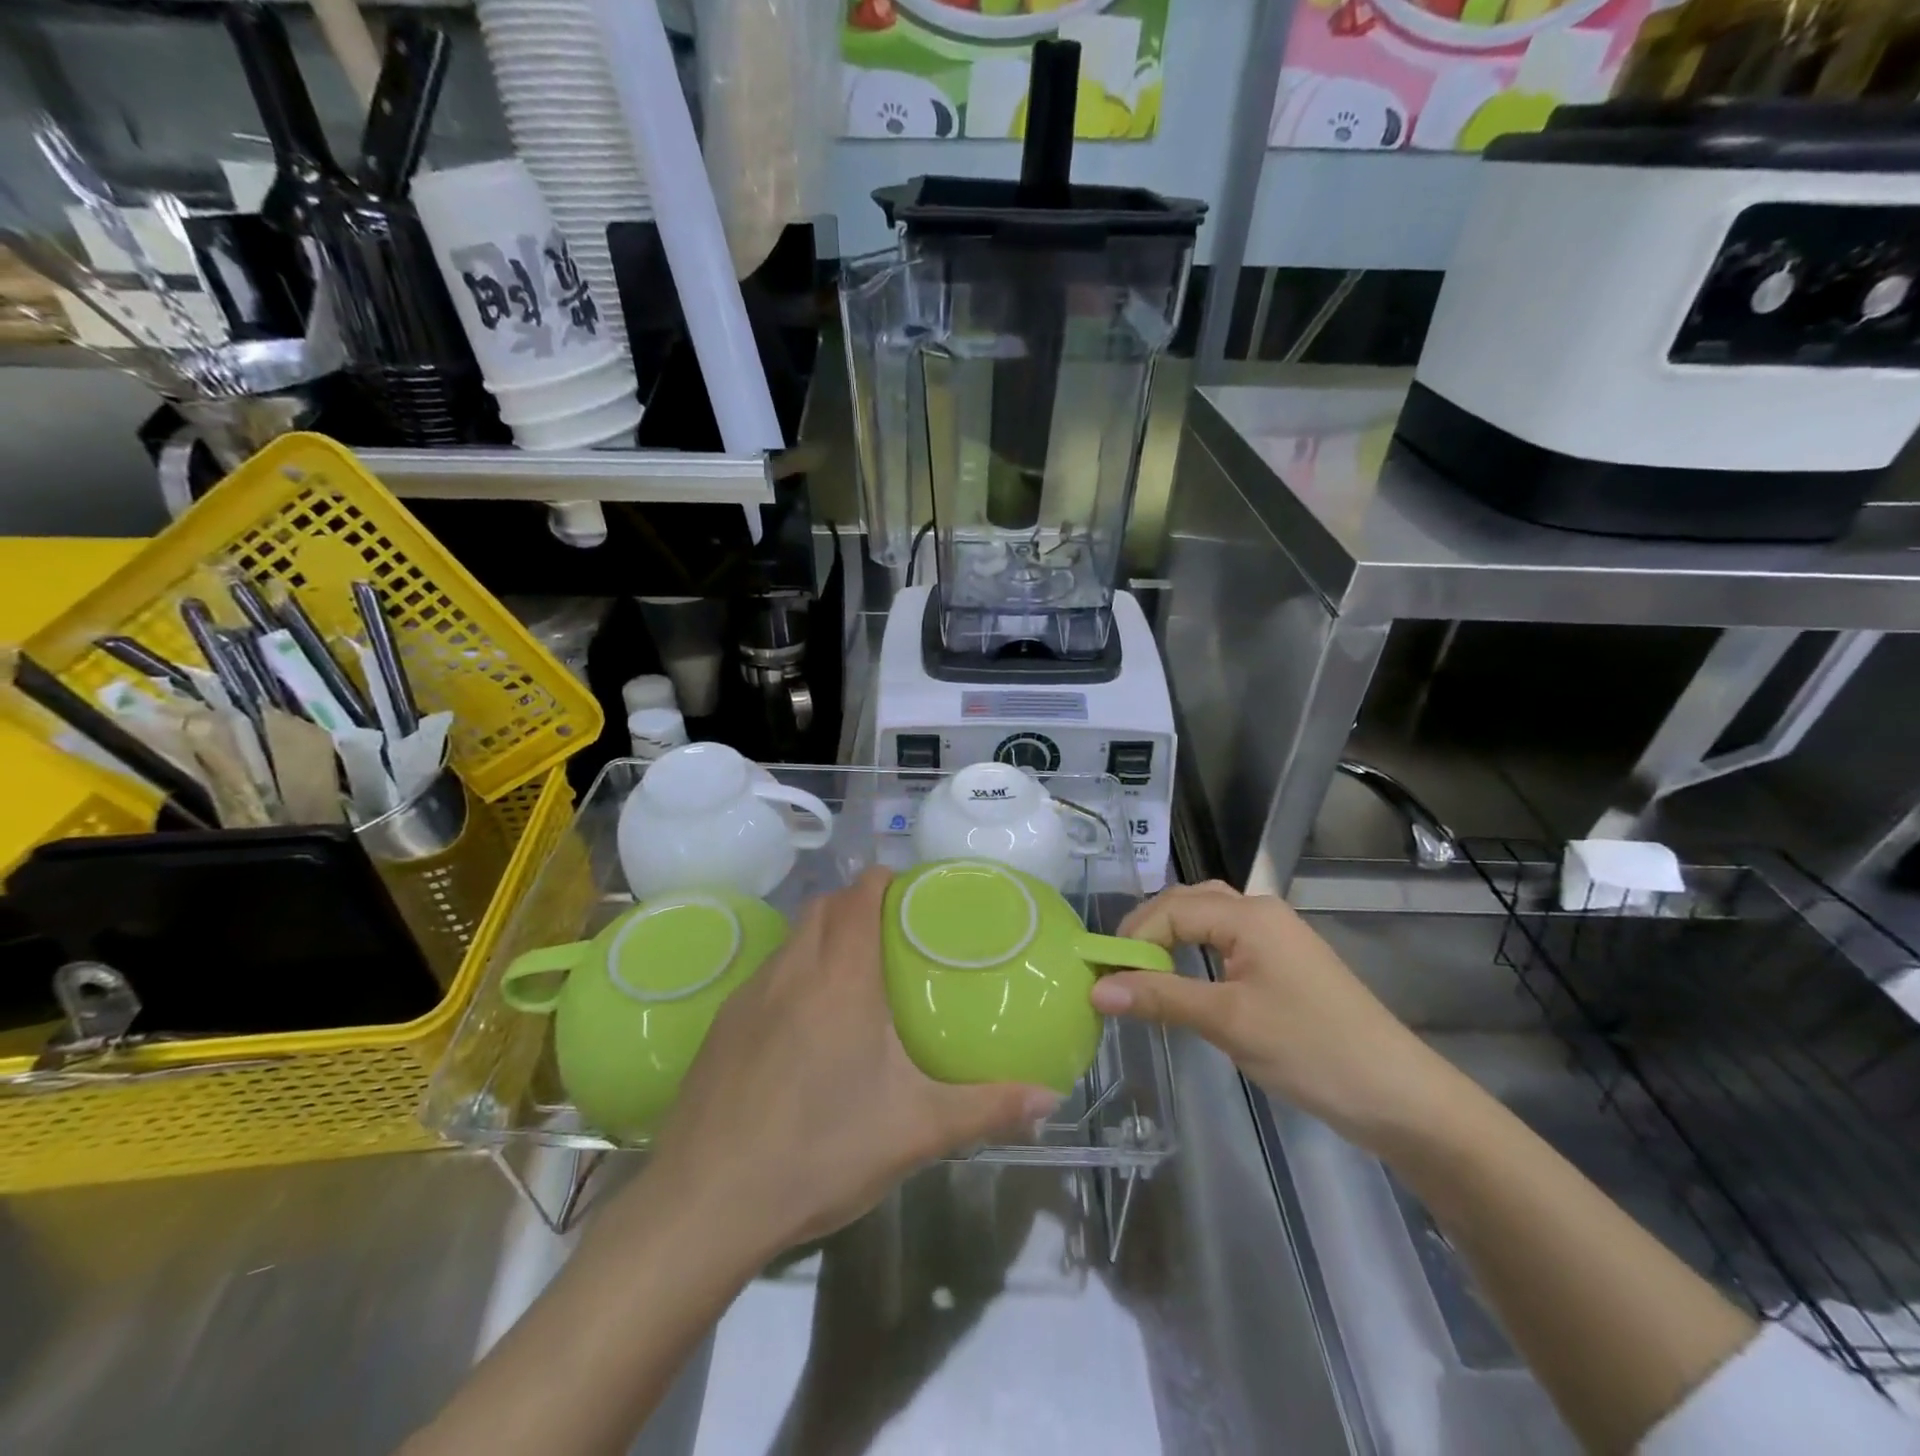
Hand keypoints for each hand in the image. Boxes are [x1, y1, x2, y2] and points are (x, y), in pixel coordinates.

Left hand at [640, 867, 1059, 1256]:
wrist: (705, 1203)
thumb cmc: (820, 1150)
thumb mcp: (916, 1131)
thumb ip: (987, 1108)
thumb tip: (1050, 1099)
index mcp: (841, 977)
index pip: (859, 895)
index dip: (883, 881)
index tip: (910, 894)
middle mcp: (793, 970)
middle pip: (823, 906)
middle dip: (855, 903)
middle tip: (891, 934)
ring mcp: (749, 995)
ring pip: (792, 939)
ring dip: (822, 936)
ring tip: (852, 977)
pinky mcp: (722, 1026)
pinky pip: (766, 975)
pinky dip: (793, 973)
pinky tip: (804, 1027)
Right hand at [1089, 881, 1448, 1141]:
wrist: (1400, 1097)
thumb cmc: (1310, 1049)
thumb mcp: (1228, 1022)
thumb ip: (1160, 999)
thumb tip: (1097, 989)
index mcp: (1249, 915)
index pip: (1172, 909)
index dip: (1132, 938)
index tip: (1102, 975)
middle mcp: (1262, 913)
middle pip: (1189, 903)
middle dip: (1149, 930)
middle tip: (1119, 969)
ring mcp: (1278, 938)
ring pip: (1208, 921)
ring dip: (1172, 940)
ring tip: (1143, 974)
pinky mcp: (1286, 965)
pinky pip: (1227, 943)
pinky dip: (1196, 954)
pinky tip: (1186, 981)